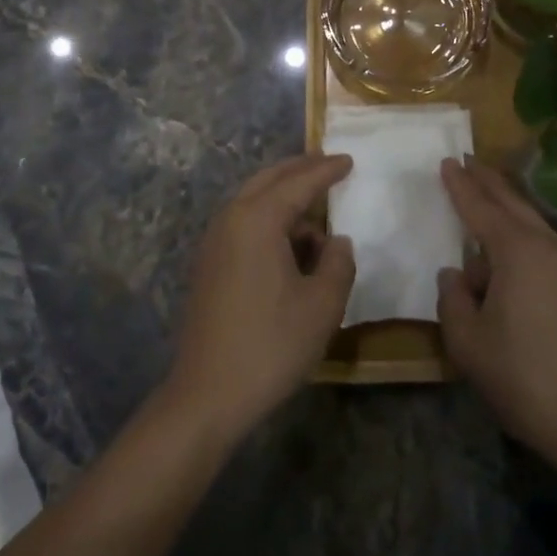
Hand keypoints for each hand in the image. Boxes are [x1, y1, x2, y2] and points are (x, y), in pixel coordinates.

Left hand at [165, 153, 354, 441]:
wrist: (207, 395)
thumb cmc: (271, 345)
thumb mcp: (322, 305)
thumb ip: (338, 262)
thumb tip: (337, 242)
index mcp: (257, 219)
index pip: (299, 182)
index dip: (327, 170)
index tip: (349, 160)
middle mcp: (230, 219)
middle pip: (269, 179)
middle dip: (300, 170)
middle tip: (329, 165)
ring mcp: (214, 242)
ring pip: (253, 201)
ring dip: (284, 198)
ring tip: (316, 212)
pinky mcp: (208, 265)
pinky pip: (243, 224)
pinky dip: (269, 220)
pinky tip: (291, 245)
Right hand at [436, 157, 556, 465]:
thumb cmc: (520, 375)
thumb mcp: (467, 340)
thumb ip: (453, 299)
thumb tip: (455, 274)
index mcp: (517, 252)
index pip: (480, 209)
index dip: (460, 186)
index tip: (446, 162)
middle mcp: (545, 247)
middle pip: (511, 203)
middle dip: (488, 181)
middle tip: (467, 160)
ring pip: (530, 220)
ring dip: (505, 203)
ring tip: (484, 192)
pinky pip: (540, 241)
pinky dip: (519, 229)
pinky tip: (505, 243)